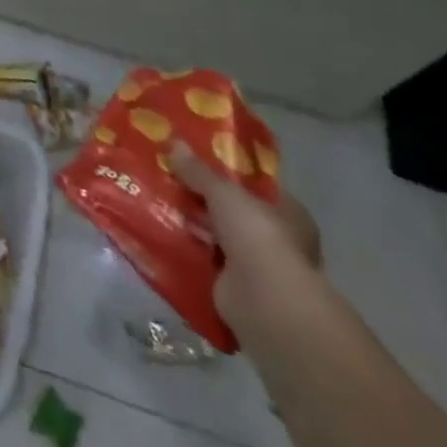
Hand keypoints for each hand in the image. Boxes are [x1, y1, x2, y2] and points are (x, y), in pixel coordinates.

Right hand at [169, 141, 322, 336]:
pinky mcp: (235, 290)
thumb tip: (174, 143)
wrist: (264, 303)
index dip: (227, 172)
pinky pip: (205, 262)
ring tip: (156, 201)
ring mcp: (257, 269)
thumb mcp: (224, 192)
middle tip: (169, 177)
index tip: (196, 159)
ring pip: (217, 237)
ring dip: (193, 226)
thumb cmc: (257, 236)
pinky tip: (160, 234)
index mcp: (289, 214)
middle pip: (233, 212)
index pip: (256, 186)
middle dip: (204, 200)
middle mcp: (278, 241)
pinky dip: (187, 253)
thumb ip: (199, 171)